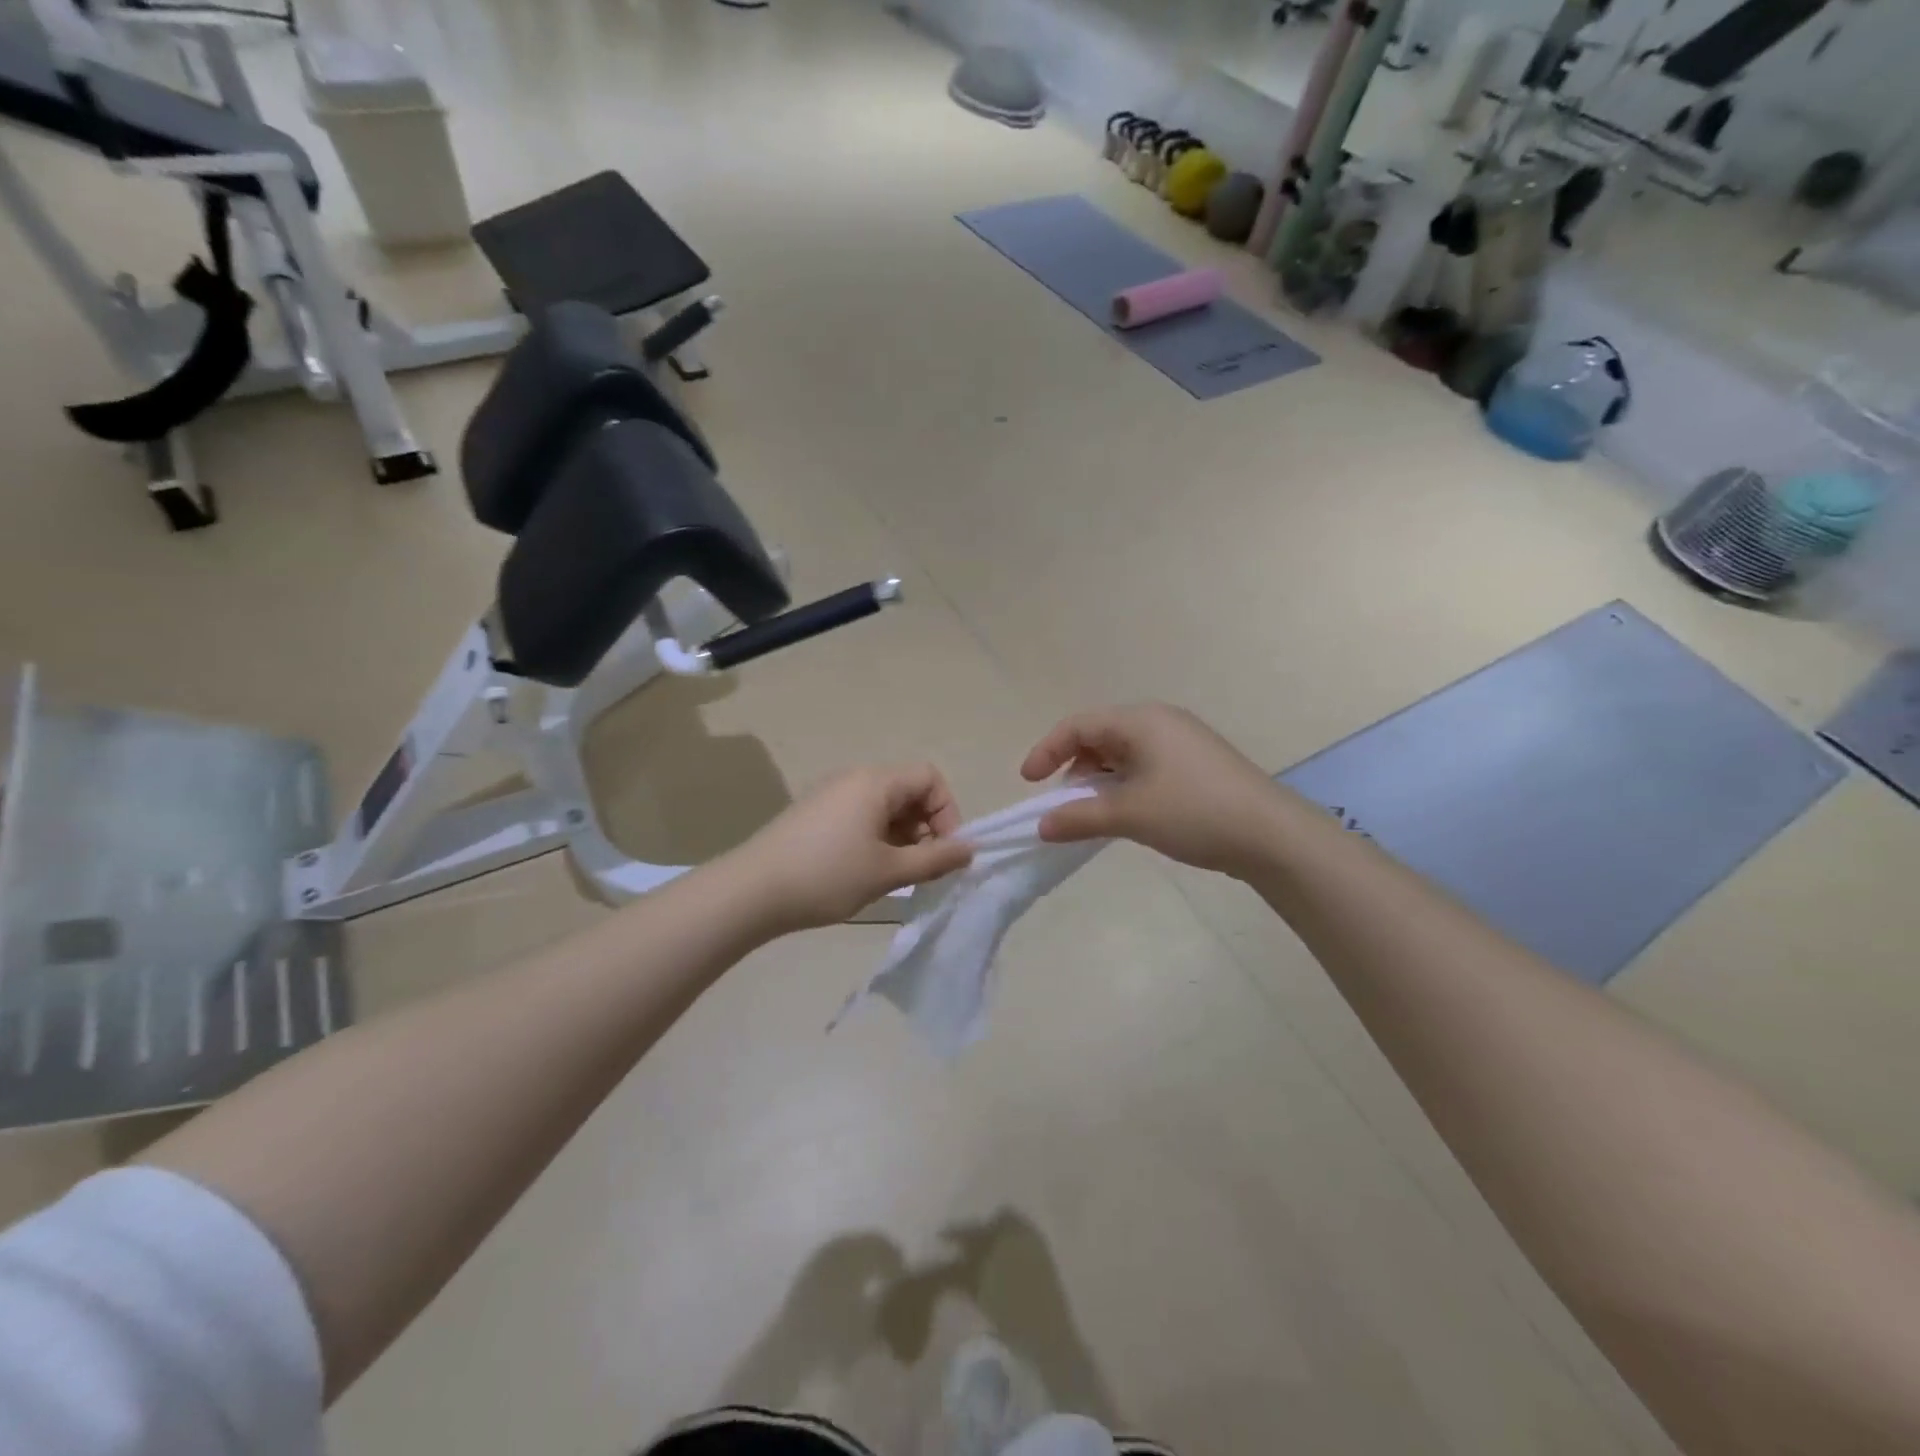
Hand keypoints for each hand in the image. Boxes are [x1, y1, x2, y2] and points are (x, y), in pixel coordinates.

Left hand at [729, 764, 973, 933]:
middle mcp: (854, 778)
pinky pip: (861, 816)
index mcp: (874, 782)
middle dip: (926, 828)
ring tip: (896, 875)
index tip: (944, 851)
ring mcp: (831, 795)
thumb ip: (934, 859)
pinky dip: (877, 839)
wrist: (751, 892)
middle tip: (922, 869)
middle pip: (907, 791)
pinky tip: (867, 872)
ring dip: (902, 837)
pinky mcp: (815, 814)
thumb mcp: (888, 871)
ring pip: (884, 807)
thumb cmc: (827, 876)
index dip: (947, 811)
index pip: (929, 777)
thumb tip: (971, 849)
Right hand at [1020, 704, 1289, 876]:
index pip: (1078, 725)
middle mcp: (1160, 722)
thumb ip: (1079, 817)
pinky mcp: (1196, 764)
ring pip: (1122, 752)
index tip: (1029, 782)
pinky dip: (1123, 784)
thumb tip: (1041, 826)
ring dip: (1098, 779)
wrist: (1272, 835)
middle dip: (1073, 766)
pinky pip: (1144, 765)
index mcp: (1141, 721)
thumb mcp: (1129, 815)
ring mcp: (1182, 742)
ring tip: (1092, 811)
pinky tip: (1125, 812)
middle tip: (1062, 801)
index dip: (1047, 750)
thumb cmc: (1194, 812)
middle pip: (1100, 735)